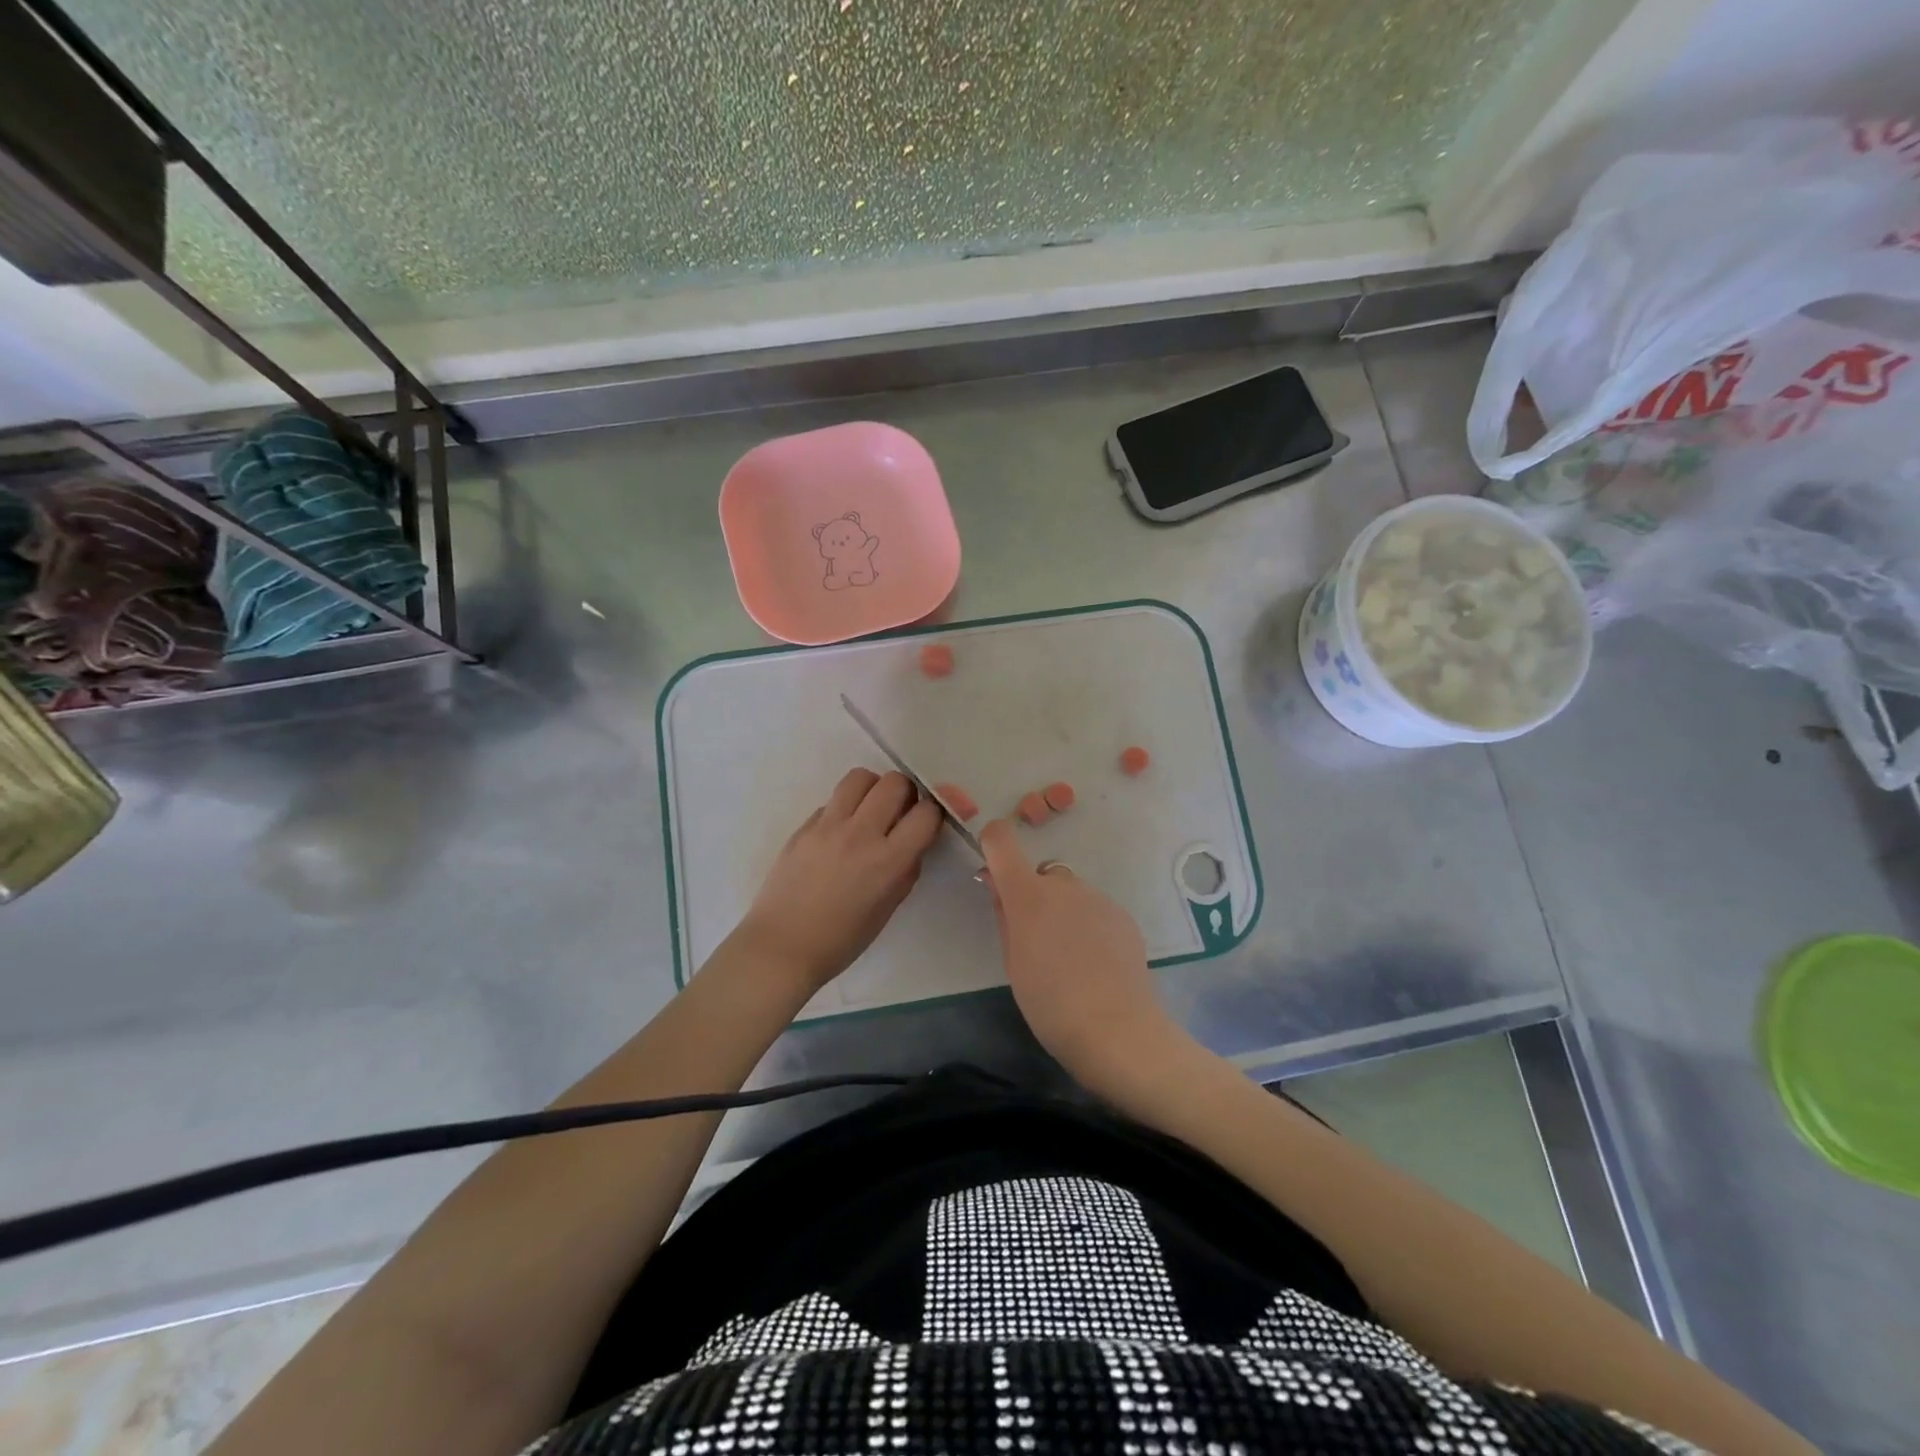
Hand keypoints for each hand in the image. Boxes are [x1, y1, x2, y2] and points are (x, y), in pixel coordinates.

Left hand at [734, 768, 942, 993]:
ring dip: (873, 789)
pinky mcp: (804, 825)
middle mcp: (861, 834)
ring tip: (870, 810)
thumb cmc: (841, 940)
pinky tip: (839, 833)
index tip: (927, 822)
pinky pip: (833, 800)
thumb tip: (913, 843)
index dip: (933, 813)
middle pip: (895, 782)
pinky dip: (845, 808)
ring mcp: (828, 825)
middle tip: (899, 812)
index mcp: (888, 861)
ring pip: (860, 777)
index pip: (926, 813)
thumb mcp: (888, 908)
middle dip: (905, 792)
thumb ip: (906, 869)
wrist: (781, 946)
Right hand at [979, 818, 1192, 1094]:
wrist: (1116, 1029)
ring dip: (1064, 912)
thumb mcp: (1012, 962)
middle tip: (1037, 941)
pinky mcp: (1122, 915)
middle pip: (1041, 876)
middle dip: (1035, 897)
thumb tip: (997, 885)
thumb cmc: (1049, 1002)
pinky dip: (1090, 926)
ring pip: (1071, 894)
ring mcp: (1097, 897)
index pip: (1001, 841)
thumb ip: (1004, 915)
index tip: (993, 870)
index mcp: (1027, 894)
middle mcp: (1063, 885)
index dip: (993, 844)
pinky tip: (1096, 964)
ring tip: (1071, 959)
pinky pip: (1096, 910)